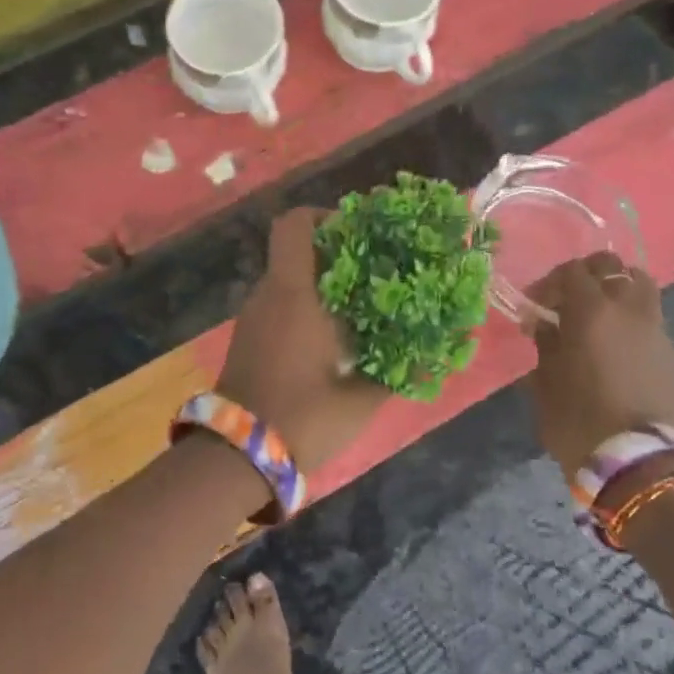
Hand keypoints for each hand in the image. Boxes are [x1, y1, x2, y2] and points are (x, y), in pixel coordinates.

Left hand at [216, 209, 390, 473]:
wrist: (235, 457)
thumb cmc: (302, 418)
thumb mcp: (360, 399)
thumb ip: (399, 372)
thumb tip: (438, 355)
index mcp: (293, 294)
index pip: (295, 225)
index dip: (324, 216)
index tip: (358, 234)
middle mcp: (268, 295)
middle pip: (296, 251)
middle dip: (335, 254)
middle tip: (375, 273)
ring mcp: (253, 317)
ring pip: (288, 280)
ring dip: (321, 284)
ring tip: (362, 307)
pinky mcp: (247, 338)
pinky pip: (279, 304)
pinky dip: (305, 306)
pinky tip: (334, 336)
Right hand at [524, 253, 673, 478]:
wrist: (643, 468)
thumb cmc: (580, 422)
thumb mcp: (545, 384)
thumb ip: (546, 346)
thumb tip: (545, 325)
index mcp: (592, 312)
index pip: (572, 271)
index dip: (551, 282)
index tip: (537, 305)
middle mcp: (631, 313)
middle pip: (617, 269)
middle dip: (593, 275)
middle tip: (574, 299)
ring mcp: (662, 336)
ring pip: (644, 295)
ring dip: (621, 300)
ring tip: (602, 325)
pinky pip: (655, 336)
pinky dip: (636, 338)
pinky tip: (624, 367)